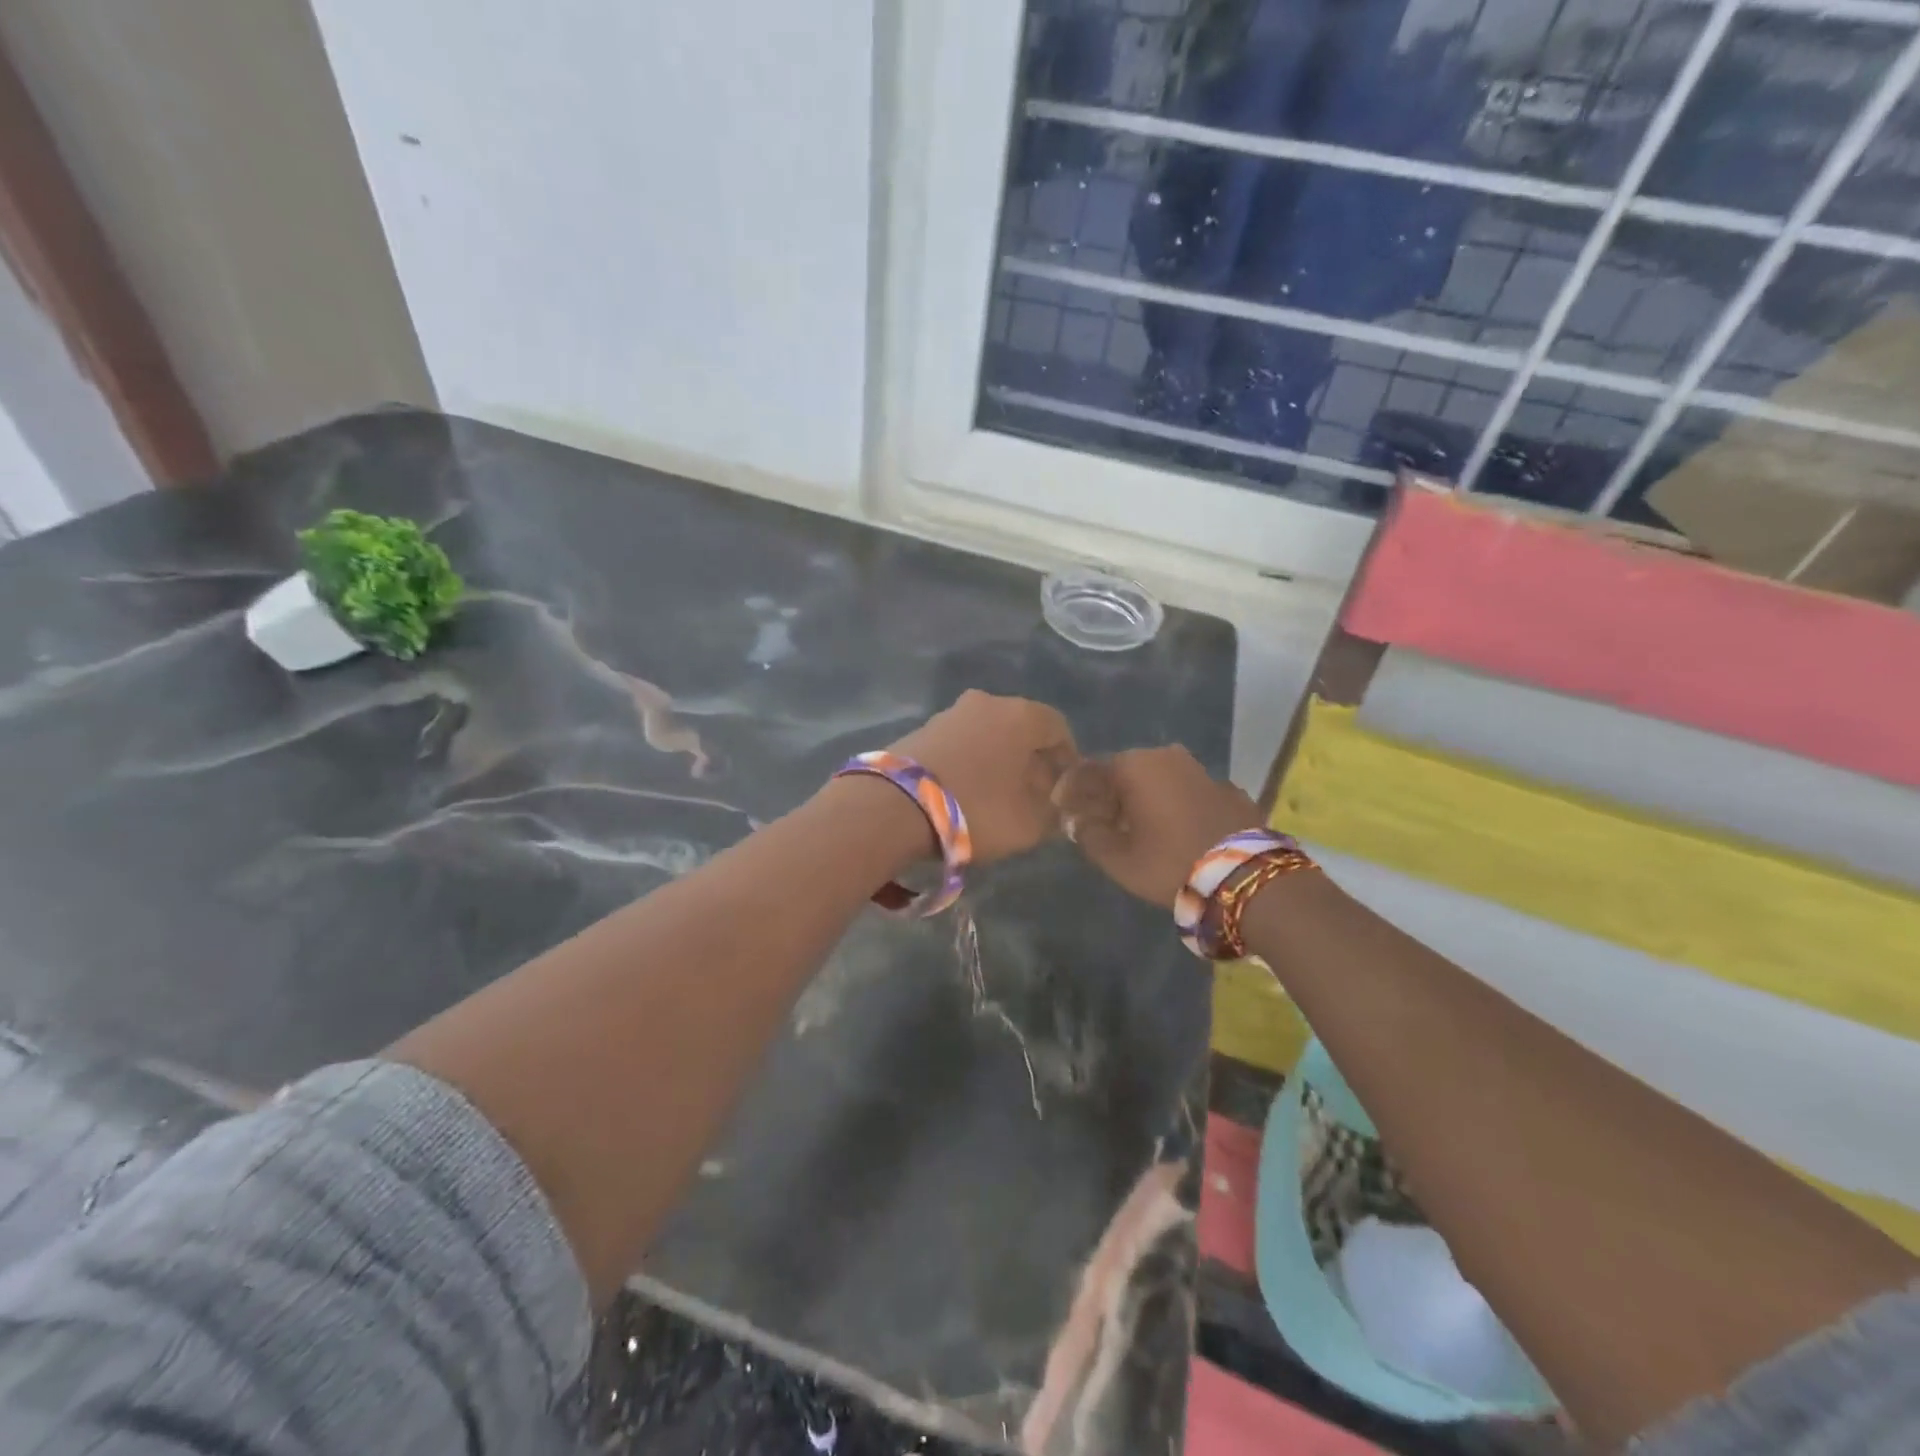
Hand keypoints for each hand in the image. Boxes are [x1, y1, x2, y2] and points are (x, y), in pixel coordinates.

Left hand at [888, 690, 1077, 864]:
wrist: (892, 806)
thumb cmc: (976, 809)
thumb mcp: (1029, 824)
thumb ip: (1052, 812)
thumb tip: (1052, 801)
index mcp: (1021, 714)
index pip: (1058, 728)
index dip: (1066, 758)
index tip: (1064, 787)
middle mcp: (986, 703)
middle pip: (1020, 729)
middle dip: (1030, 760)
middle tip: (1032, 794)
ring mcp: (948, 713)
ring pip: (987, 735)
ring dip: (996, 761)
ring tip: (996, 797)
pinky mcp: (920, 730)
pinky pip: (959, 744)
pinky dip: (968, 763)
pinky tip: (964, 793)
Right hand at [1052, 746, 1260, 906]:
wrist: (1244, 876)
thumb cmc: (1169, 863)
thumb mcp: (1118, 859)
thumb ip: (1090, 835)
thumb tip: (1077, 821)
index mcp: (1134, 766)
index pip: (1090, 770)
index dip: (1073, 790)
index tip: (1063, 809)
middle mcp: (1166, 756)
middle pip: (1124, 771)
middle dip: (1108, 794)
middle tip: (1099, 822)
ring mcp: (1202, 770)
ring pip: (1158, 779)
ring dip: (1143, 798)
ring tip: (1137, 827)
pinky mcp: (1229, 789)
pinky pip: (1187, 792)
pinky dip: (1174, 805)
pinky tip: (1174, 829)